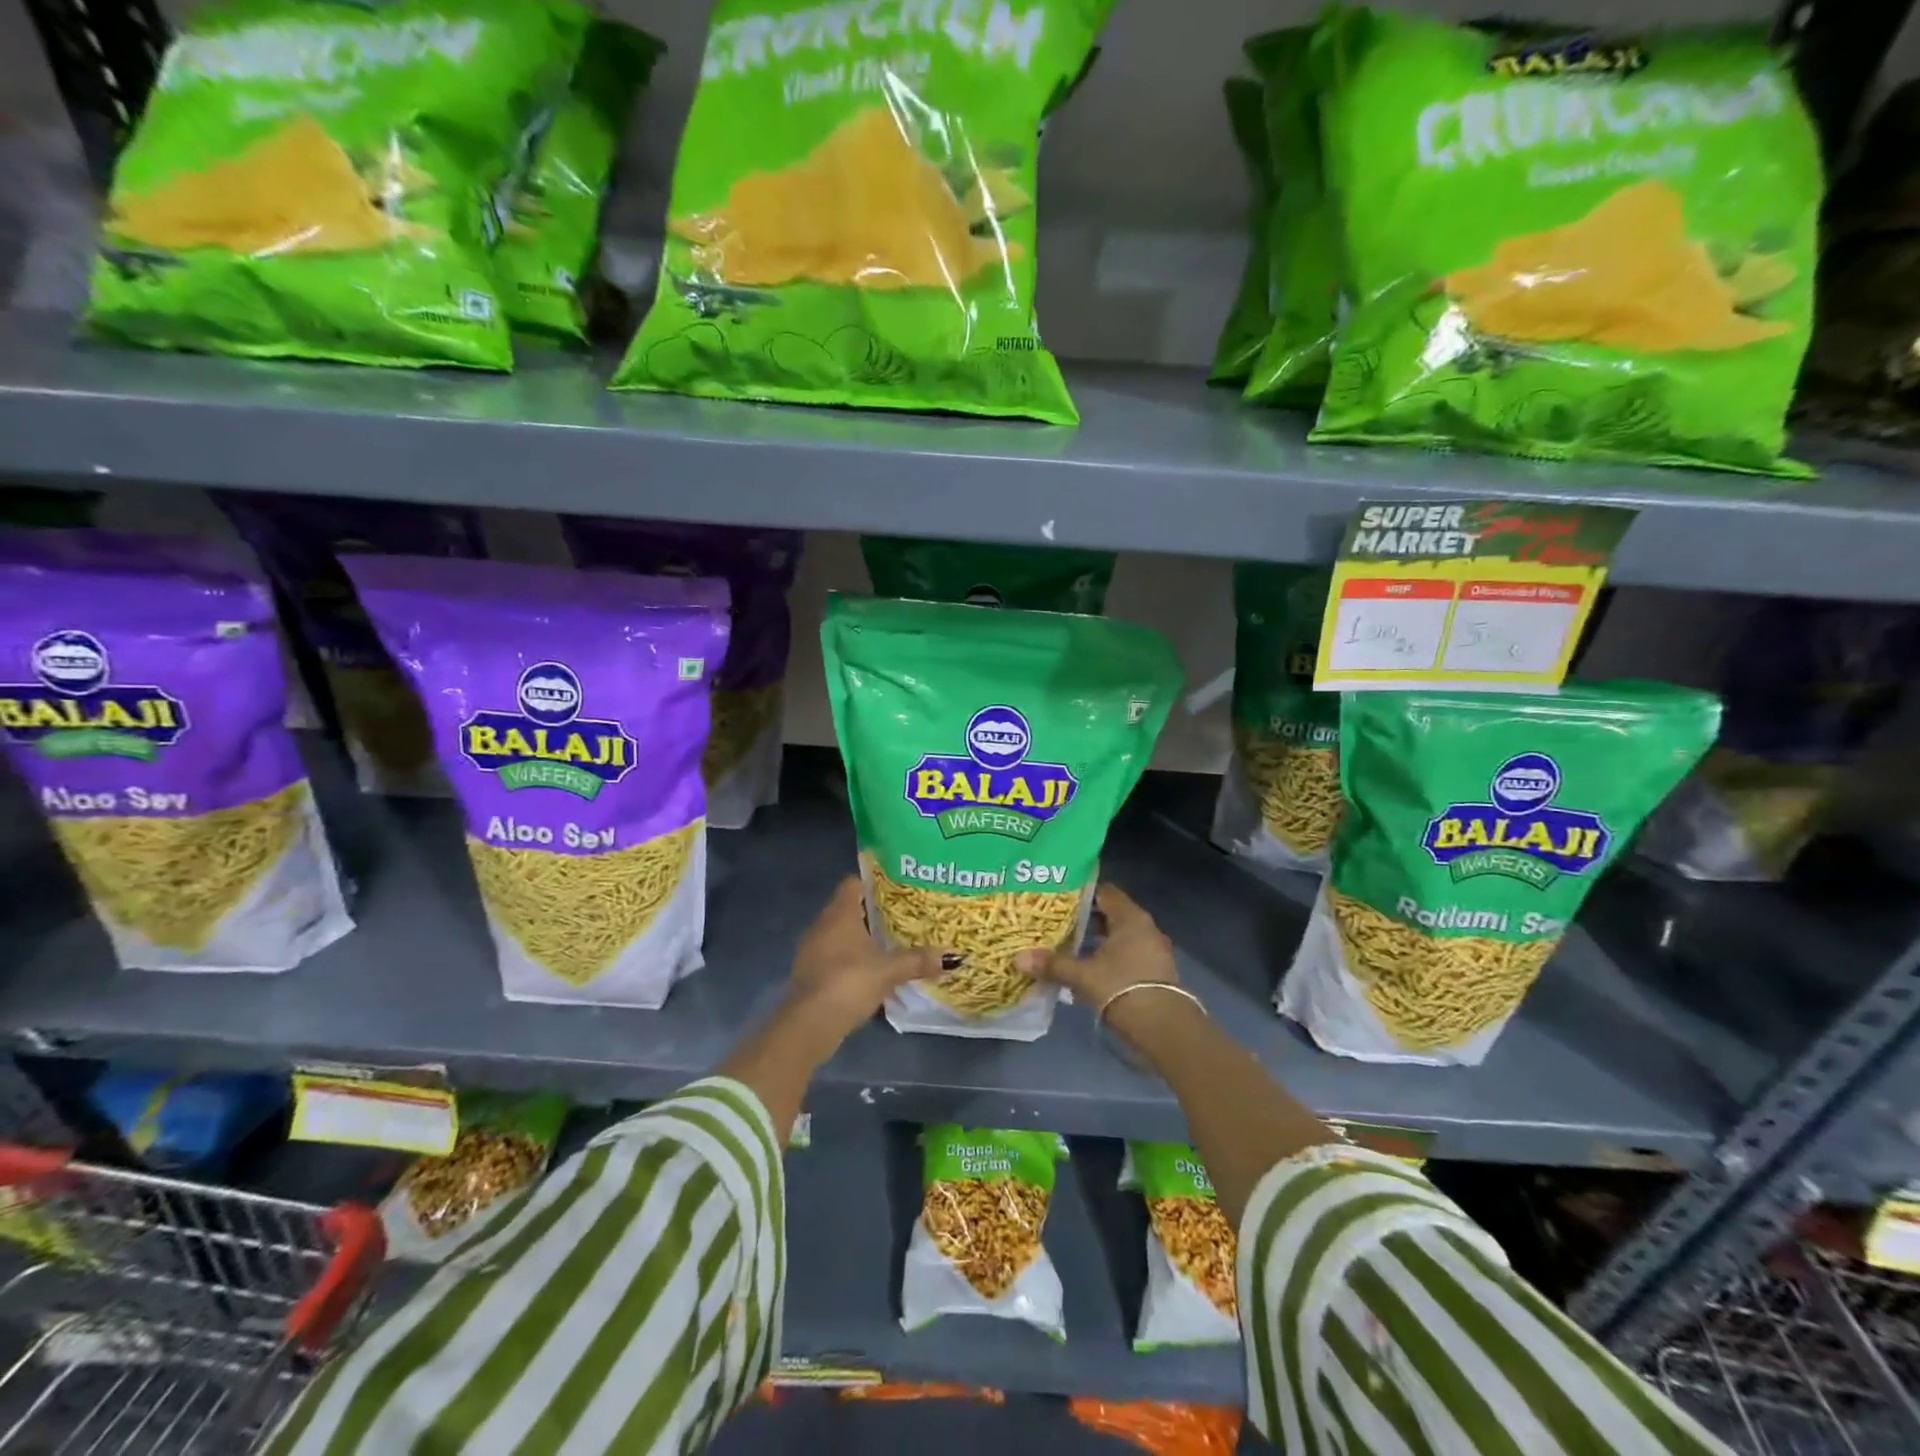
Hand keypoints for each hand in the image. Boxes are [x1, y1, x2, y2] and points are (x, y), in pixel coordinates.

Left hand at [788, 877, 945, 1039]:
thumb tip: (953, 957)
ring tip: (888, 945)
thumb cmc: (850, 982)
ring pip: (839, 934)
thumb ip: (918, 960)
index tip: (894, 889)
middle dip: (871, 913)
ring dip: (860, 939)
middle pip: (847, 909)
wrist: (810, 1023)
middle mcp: (821, 924)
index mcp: (839, 913)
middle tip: (900, 918)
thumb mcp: (889, 970)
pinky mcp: (809, 973)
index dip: (872, 883)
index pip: (852, 883)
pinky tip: (869, 972)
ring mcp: (812, 949)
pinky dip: (849, 959)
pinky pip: (833, 956)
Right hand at [1016, 882, 1176, 1012]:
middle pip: (1112, 914)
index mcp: (1130, 917)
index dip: (1082, 892)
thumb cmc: (1121, 987)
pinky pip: (1127, 954)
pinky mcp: (1155, 971)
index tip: (1059, 897)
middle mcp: (1145, 928)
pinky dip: (1109, 957)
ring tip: (1069, 945)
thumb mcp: (1083, 975)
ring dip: (1097, 940)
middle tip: (1058, 921)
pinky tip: (1090, 968)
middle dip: (1086, 918)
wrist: (1163, 1027)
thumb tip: (1019, 957)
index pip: (1105, 892)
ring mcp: (1153, 950)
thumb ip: (1053, 964)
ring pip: (1119, 936)